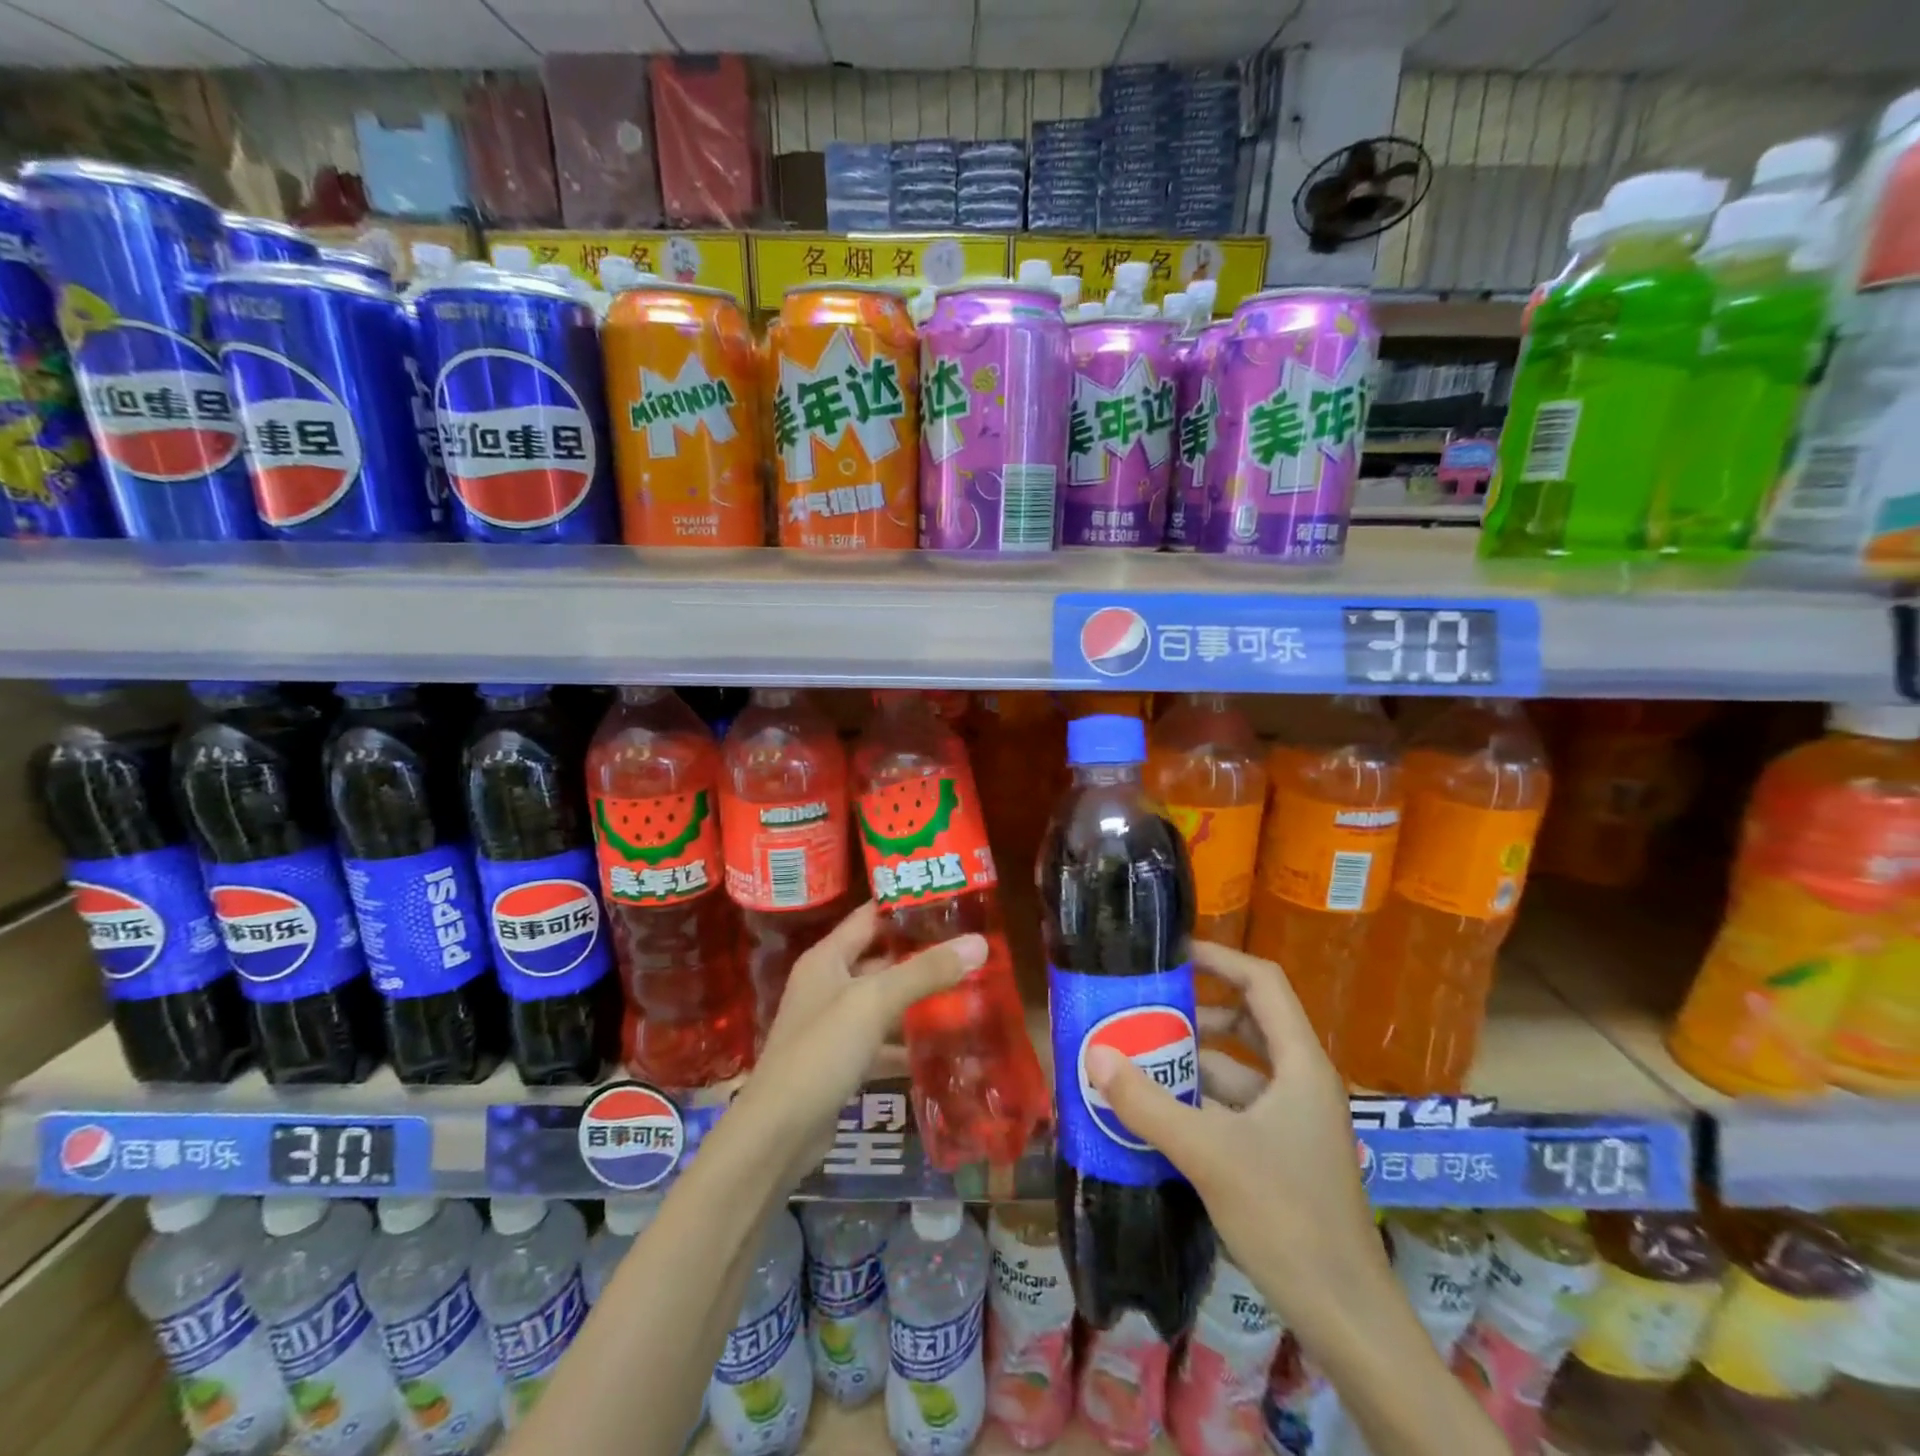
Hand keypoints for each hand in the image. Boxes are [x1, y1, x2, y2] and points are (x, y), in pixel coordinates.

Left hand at [735, 900, 985, 1188]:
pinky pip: (883, 1040)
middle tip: (972, 945)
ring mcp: (835, 1025)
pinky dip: (910, 1041)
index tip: (952, 898)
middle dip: (923, 953)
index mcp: (827, 957)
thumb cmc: (820, 1052)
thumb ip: (925, 972)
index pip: (871, 916)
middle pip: (882, 958)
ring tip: (970, 988)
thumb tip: (980, 943)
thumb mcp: (874, 1003)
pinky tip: (947, 1043)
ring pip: (885, 1001)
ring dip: (921, 998)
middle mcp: (829, 984)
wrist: (777, 1135)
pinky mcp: (843, 1061)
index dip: (907, 904)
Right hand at [1083, 941, 1387, 1335]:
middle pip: (1246, 1023)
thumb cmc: (1287, 1217)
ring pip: (1236, 1070)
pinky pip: (1233, 1108)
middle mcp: (1299, 1082)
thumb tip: (1095, 1054)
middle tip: (1143, 1009)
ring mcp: (1292, 1121)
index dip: (1220, 958)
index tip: (1172, 954)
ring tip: (1136, 1059)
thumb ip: (1148, 1103)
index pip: (1263, 983)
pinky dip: (1197, 1102)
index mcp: (1299, 1065)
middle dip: (1194, 1014)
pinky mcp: (1281, 1154)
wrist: (1345, 1318)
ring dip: (1190, 1062)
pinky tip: (1155, 1113)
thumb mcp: (1208, 1153)